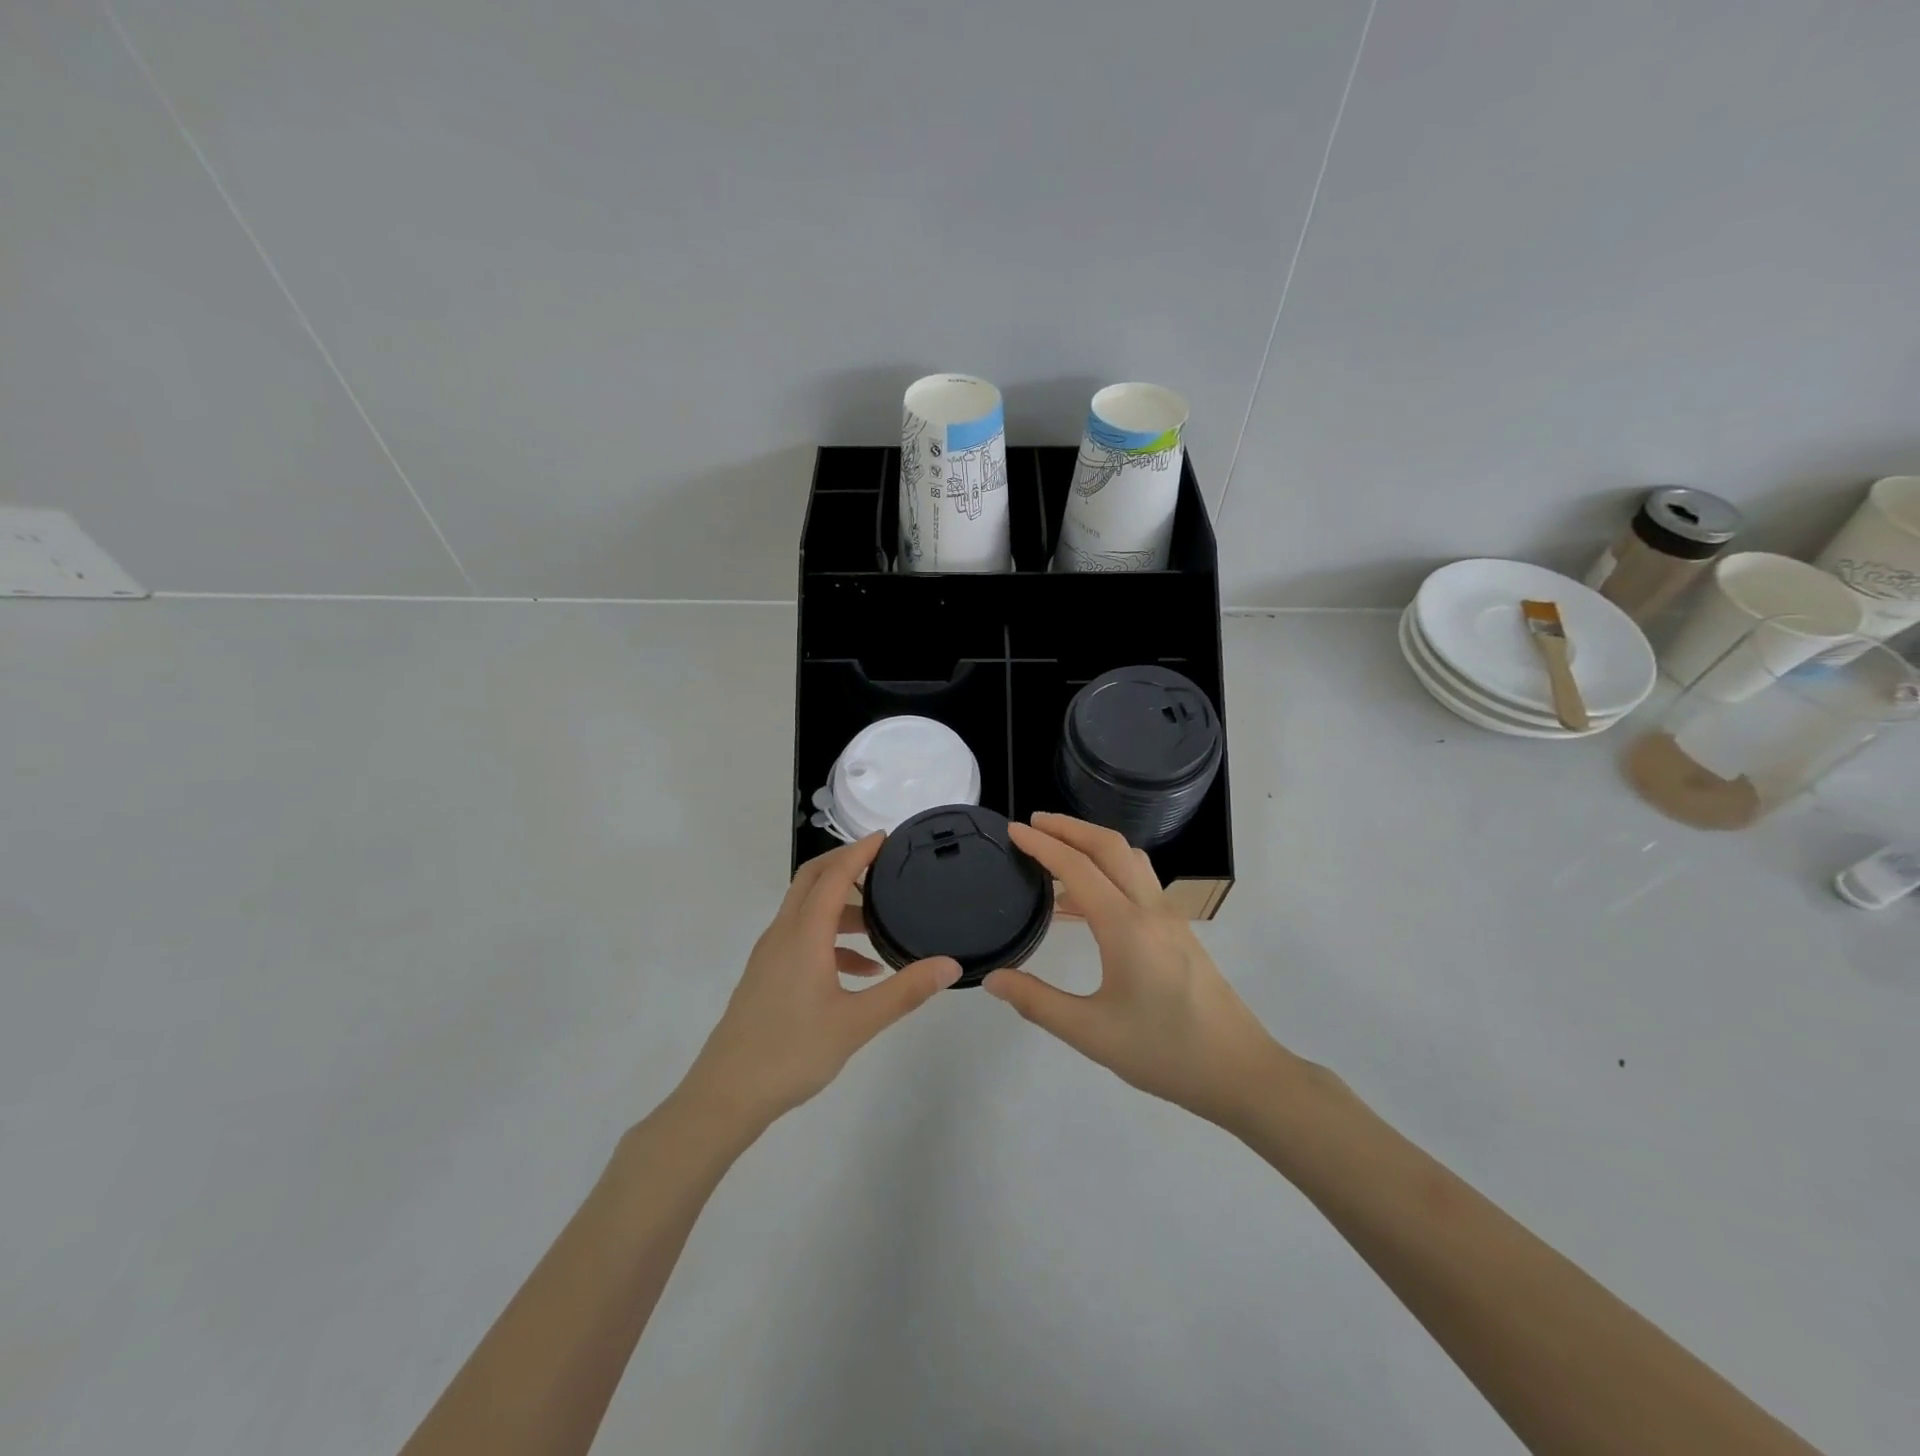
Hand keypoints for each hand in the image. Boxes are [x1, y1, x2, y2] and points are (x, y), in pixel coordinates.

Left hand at [681, 833, 961, 1129]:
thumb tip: (949, 964)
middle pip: (812, 880)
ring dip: (841, 905)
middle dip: (845, 865)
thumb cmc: (792, 1052)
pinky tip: (861, 971)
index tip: (886, 838)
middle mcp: (783, 933)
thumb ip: (904, 991)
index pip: (833, 876)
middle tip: (882, 864)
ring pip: (806, 910)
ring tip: (880, 923)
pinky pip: (802, 938)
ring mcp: (771, 954)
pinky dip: (831, 939)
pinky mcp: (767, 974)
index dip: (859, 852)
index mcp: (803, 934)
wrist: (726, 1094)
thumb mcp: (857, 1023)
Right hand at [984, 814, 1284, 1129]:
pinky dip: (1108, 869)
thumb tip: (993, 978)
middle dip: (1069, 827)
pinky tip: (1086, 903)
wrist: (1240, 1072)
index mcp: (1126, 926)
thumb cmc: (1164, 1052)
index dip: (1042, 844)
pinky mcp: (1178, 931)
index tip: (1013, 830)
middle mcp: (1149, 909)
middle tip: (1033, 823)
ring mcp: (1169, 917)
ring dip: (1092, 843)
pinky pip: (1139, 881)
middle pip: (1109, 846)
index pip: (1077, 867)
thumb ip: (1038, 1002)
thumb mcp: (1091, 1034)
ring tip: (1057, 852)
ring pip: (1129, 859)